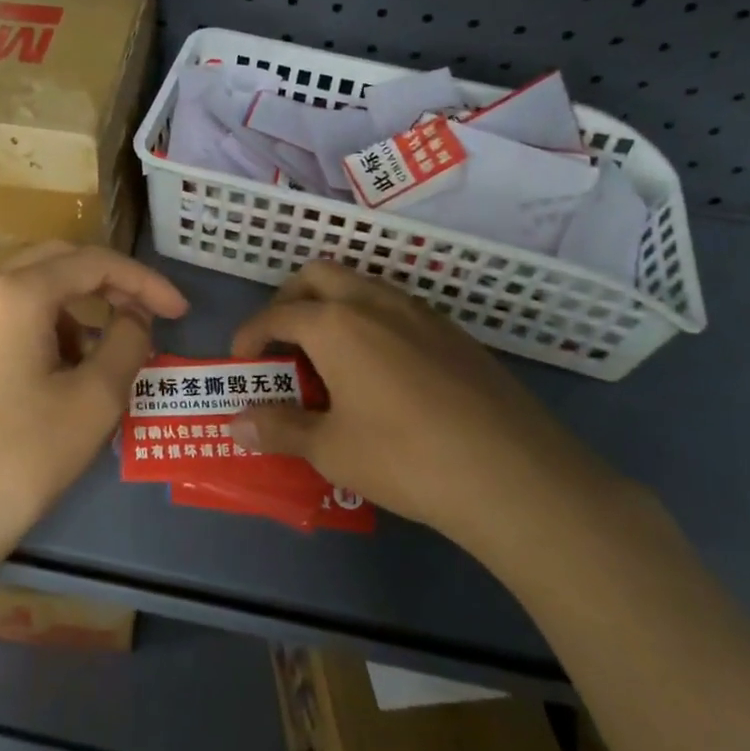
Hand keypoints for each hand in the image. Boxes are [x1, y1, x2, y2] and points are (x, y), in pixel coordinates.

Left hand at [0, 242, 187, 579]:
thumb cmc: (20, 460)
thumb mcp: (94, 401)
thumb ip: (127, 342)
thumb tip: (135, 317)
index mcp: (12, 294)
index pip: (92, 263)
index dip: (143, 282)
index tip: (179, 311)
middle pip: (55, 262)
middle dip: (106, 284)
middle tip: (144, 316)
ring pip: (26, 287)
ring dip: (72, 308)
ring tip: (98, 357)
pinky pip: (1, 313)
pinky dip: (39, 324)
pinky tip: (55, 369)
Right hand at [229, 261, 615, 559]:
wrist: (513, 475)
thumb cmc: (404, 457)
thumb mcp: (330, 449)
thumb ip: (278, 428)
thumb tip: (236, 421)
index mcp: (335, 323)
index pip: (276, 315)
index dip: (250, 335)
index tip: (242, 361)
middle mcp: (373, 301)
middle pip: (317, 275)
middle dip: (289, 300)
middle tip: (283, 343)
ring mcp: (419, 311)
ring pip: (361, 285)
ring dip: (333, 306)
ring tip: (330, 358)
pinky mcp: (453, 332)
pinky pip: (396, 308)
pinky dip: (371, 322)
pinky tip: (382, 371)